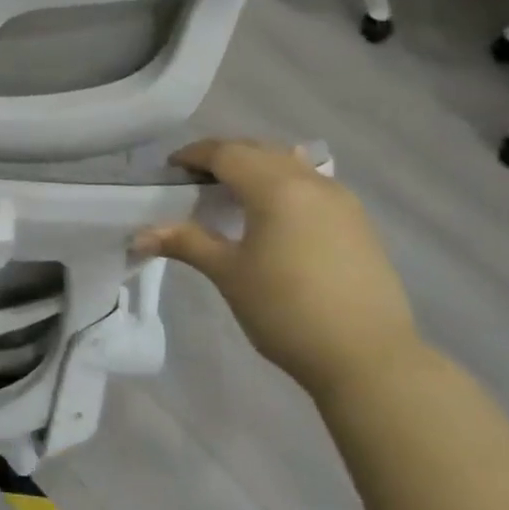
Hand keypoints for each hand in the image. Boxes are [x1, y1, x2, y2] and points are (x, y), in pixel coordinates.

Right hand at [134, 140, 424, 402]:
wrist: (369, 358)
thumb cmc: (287, 310)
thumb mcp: (228, 274)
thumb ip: (186, 243)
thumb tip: (139, 235)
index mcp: (276, 187)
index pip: (227, 153)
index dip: (194, 155)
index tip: (171, 169)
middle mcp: (311, 182)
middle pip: (259, 151)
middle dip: (224, 157)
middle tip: (196, 180)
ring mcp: (341, 200)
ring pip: (289, 164)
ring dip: (257, 168)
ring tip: (233, 195)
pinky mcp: (358, 222)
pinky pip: (311, 185)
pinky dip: (283, 185)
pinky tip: (274, 216)